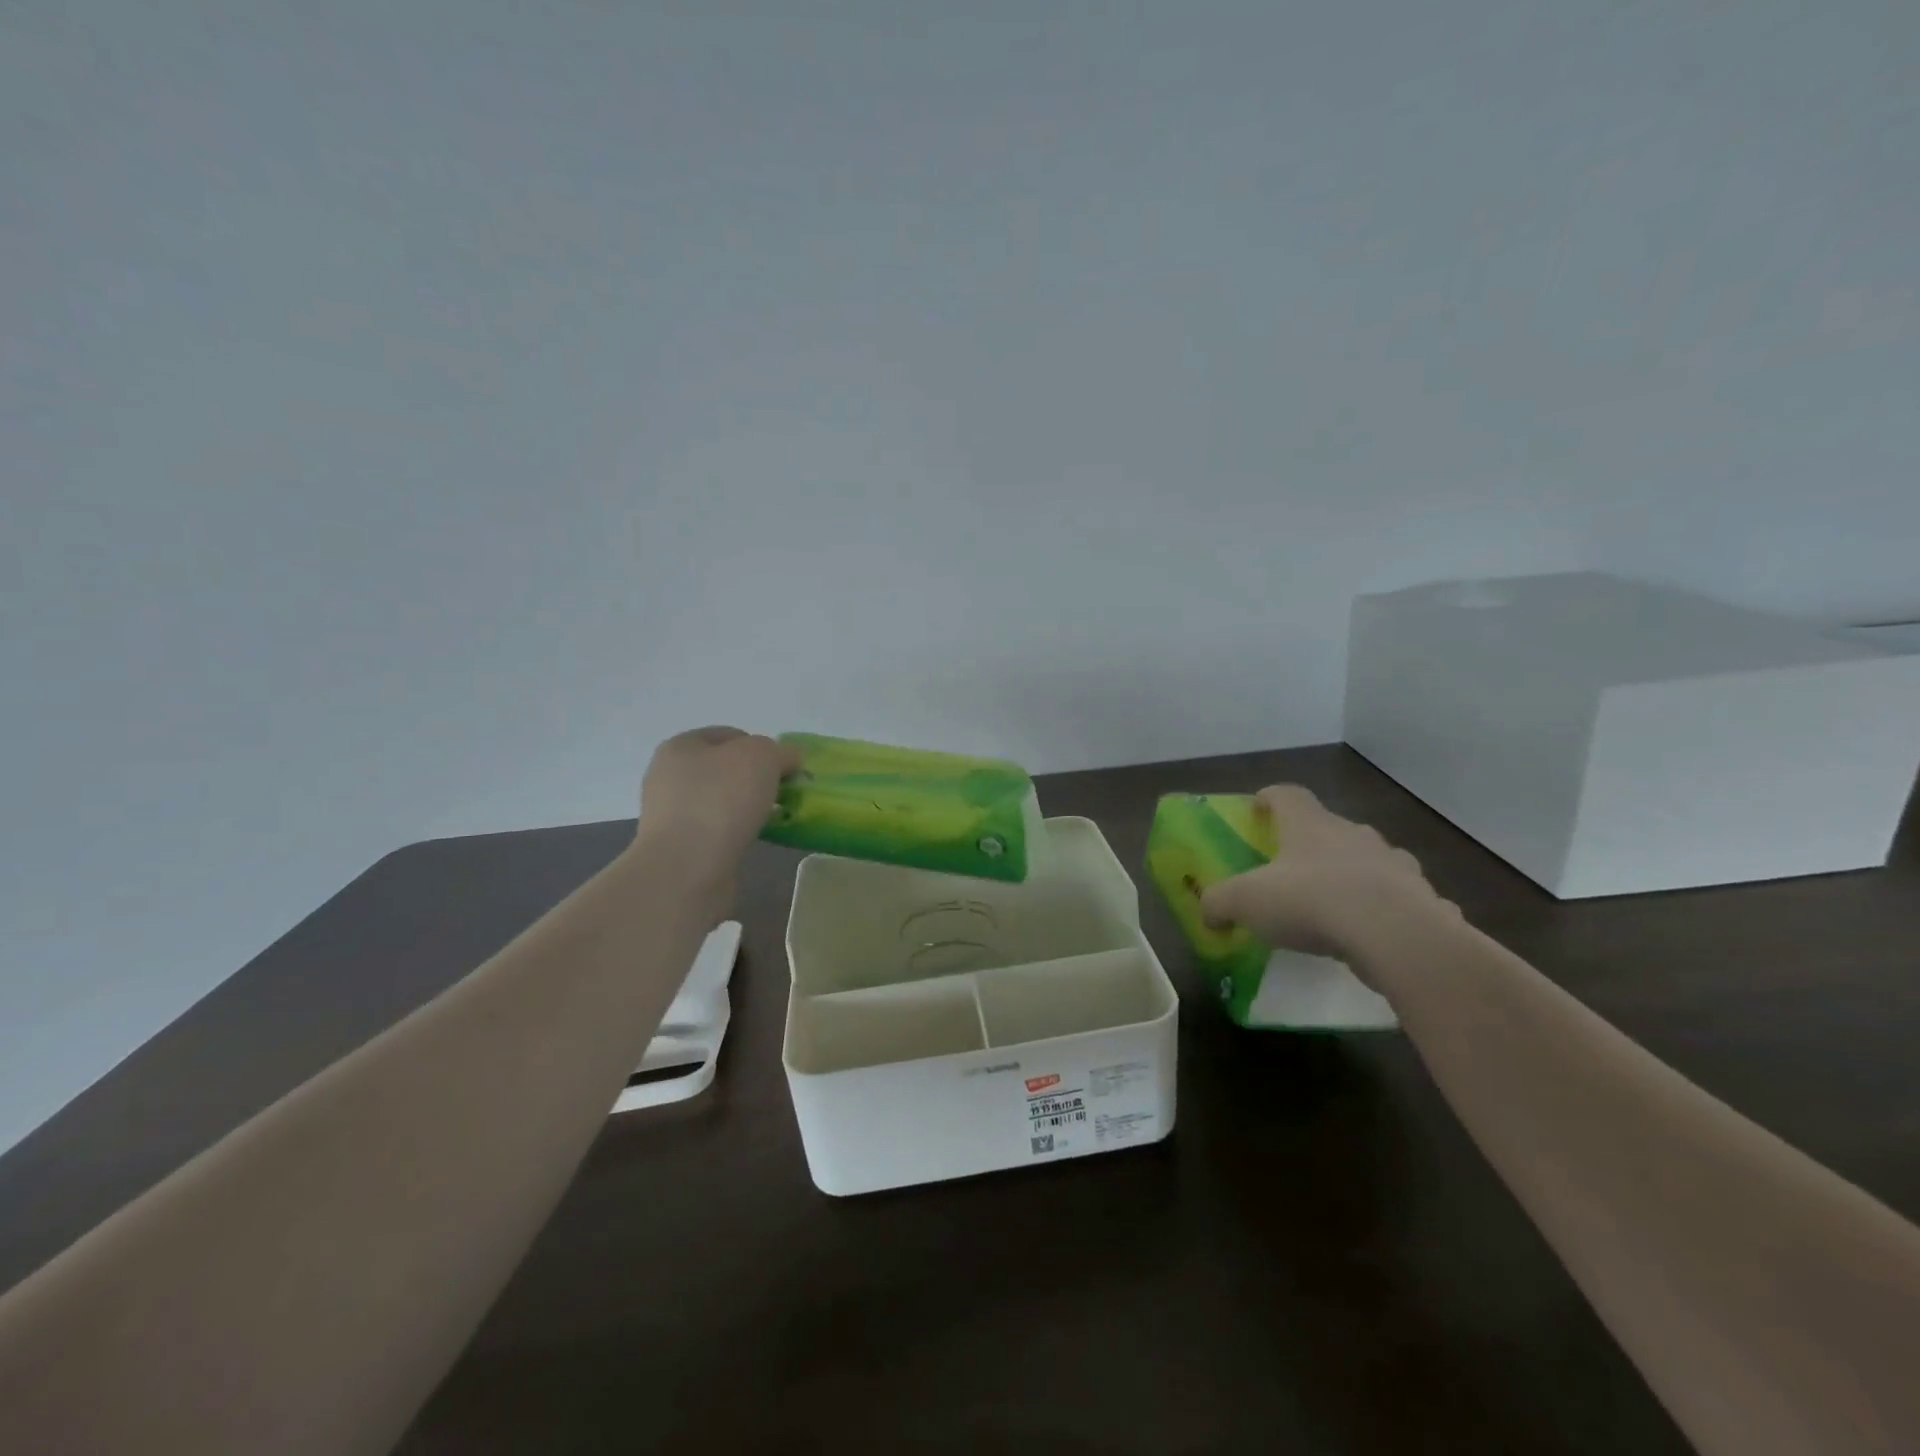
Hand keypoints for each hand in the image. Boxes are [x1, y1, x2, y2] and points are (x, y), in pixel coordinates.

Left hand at [634, 727, 800, 888]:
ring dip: (748, 807)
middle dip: (757, 779)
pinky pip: (717, 830)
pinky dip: (737, 832)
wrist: (686, 869)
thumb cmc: (721, 799)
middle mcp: (669, 776)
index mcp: (681, 746)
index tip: (786, 769)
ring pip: (722, 801)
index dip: (763, 747)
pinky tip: (752, 840)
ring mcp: (670, 813)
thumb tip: (789, 760)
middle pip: (726, 769)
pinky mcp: (678, 846)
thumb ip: (781, 751)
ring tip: (773, 819)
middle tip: (783, 794)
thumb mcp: (762, 756)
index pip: (731, 735)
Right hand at [1199, 785, 1450, 969]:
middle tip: (1294, 868)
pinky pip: (1403, 898)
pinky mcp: (1424, 898)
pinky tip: (1378, 936)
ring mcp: (1395, 864)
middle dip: (1312, 843)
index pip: (1287, 795)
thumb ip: (1220, 903)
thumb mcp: (1246, 901)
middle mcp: (1354, 834)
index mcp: (1310, 825)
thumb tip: (1208, 913)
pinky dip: (1389, 910)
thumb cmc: (1311, 901)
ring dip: (1355, 874)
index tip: (1257, 809)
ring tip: (1339, 904)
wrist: (1396, 936)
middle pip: (1330, 827)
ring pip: (1371, 860)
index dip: (1269, 798)